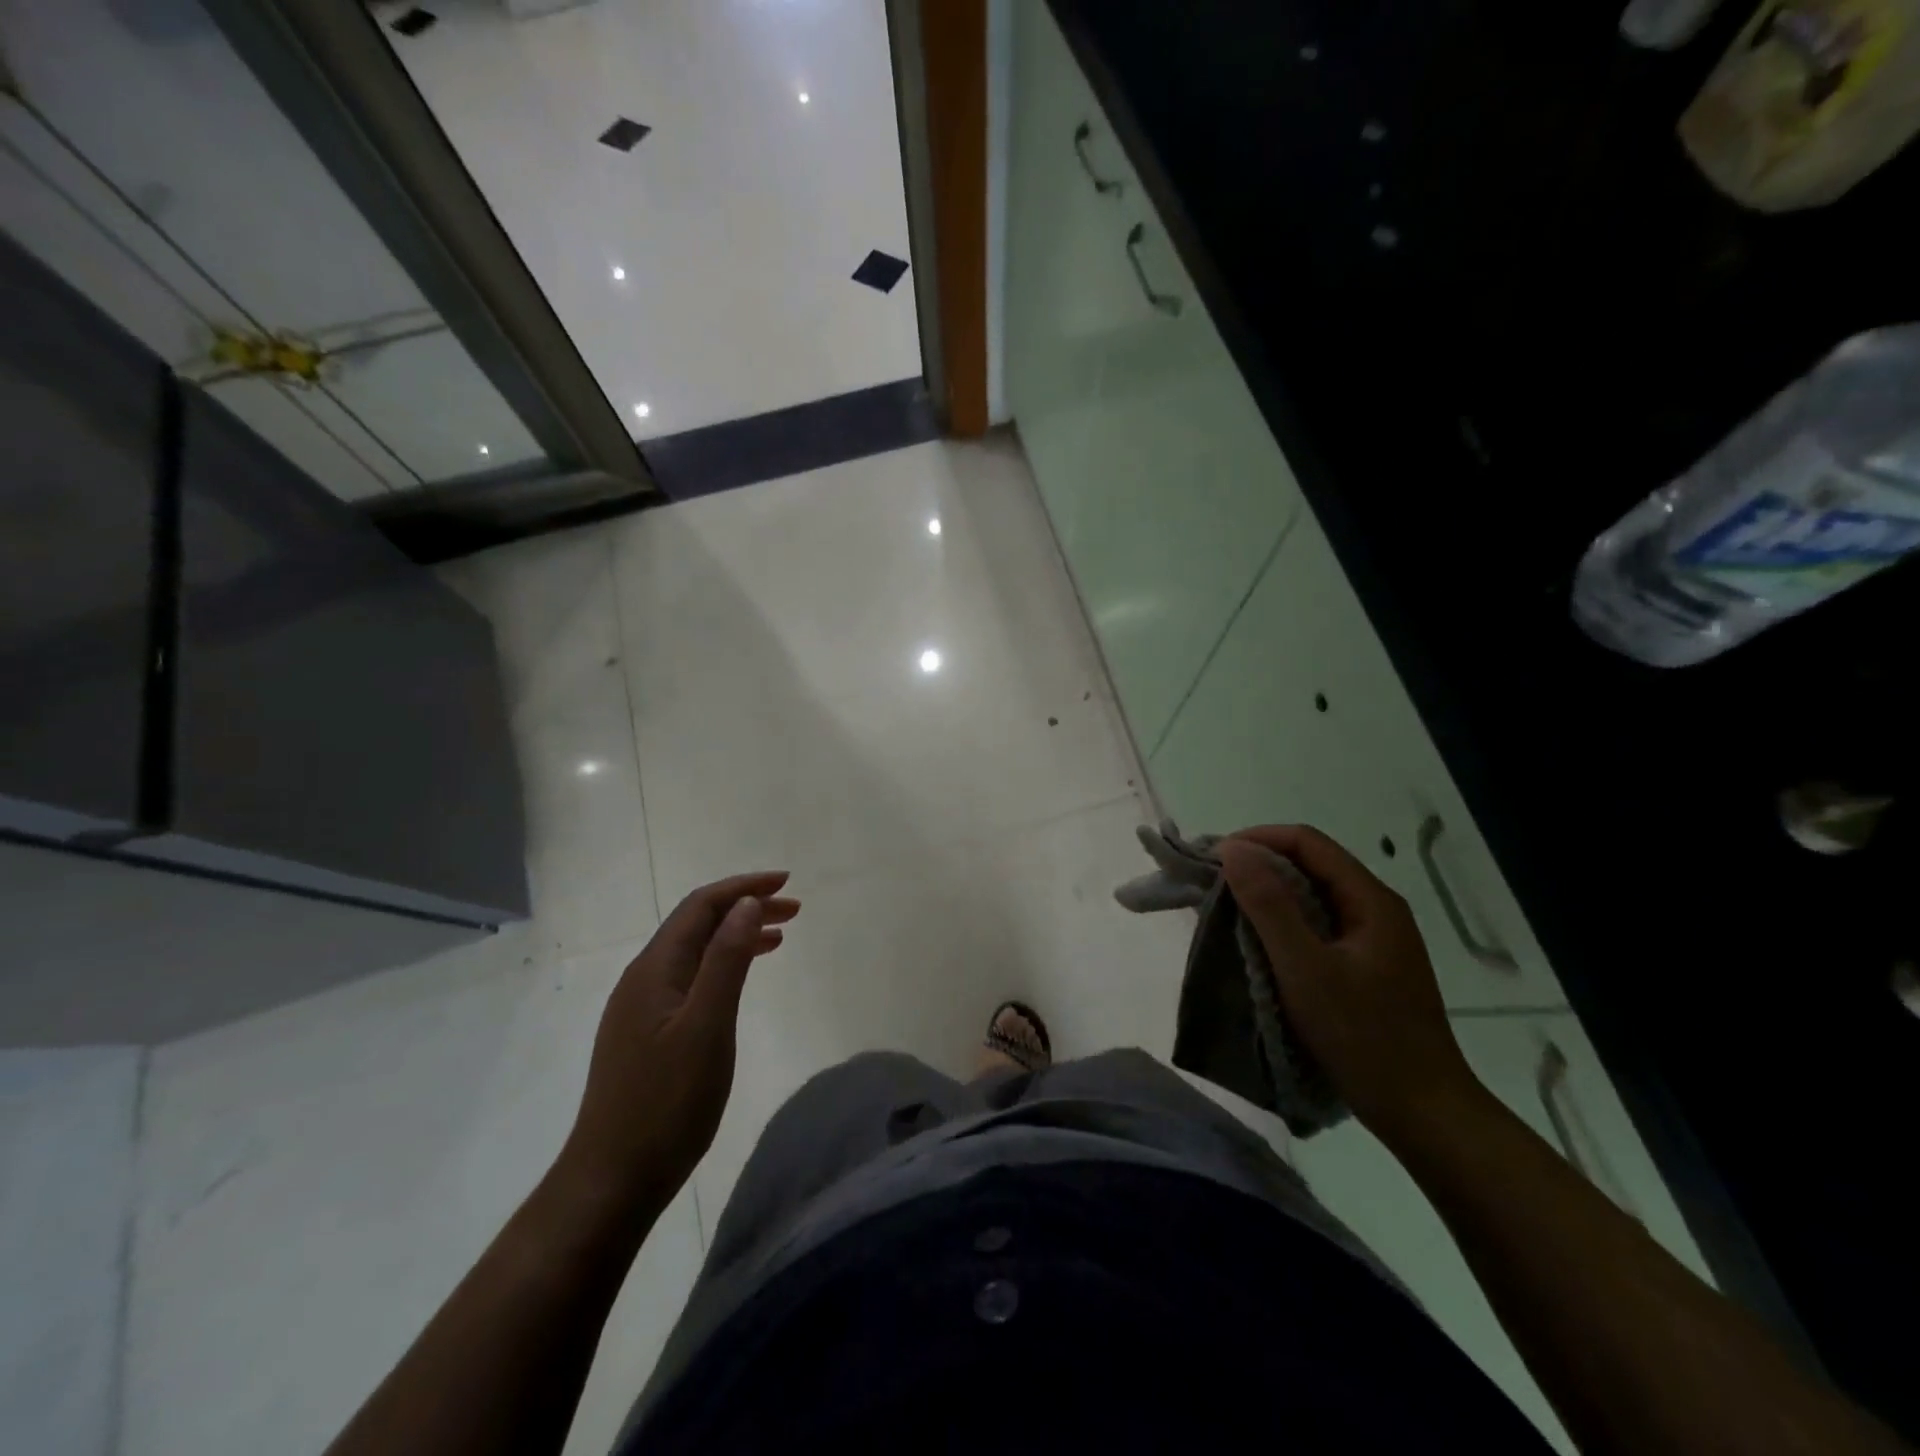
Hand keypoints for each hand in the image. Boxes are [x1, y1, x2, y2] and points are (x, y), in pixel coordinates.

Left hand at [559, 872, 799, 1217]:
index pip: (701, 906)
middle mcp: (644, 978)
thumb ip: (727, 960)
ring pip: (695, 952)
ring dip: (736, 935)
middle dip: (745, 907)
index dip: (744, 887)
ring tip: (780, 936)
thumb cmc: (667, 1103)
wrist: (612, 1179)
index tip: (786, 882)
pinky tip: (741, 980)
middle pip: (697, 924)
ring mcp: (642, 1008)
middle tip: (794, 909)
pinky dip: (723, 965)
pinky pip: (691, 978)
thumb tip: (747, 903)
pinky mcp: (647, 1033)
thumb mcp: (707, 1027)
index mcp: (655, 969)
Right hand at [1218, 826, 1481, 1144]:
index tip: (1214, 859)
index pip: (1307, 842)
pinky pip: (1318, 925)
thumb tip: (1233, 850)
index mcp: (1370, 900)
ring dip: (1268, 894)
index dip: (1258, 840)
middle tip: (1213, 883)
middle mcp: (1376, 909)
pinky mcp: (1367, 966)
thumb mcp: (1306, 969)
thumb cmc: (1364, 1038)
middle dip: (1259, 865)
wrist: (1425, 1114)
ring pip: (1313, 896)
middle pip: (1311, 864)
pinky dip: (1283, 922)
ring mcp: (1374, 939)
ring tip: (1226, 910)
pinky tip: (1259, 943)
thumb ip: (1269, 905)